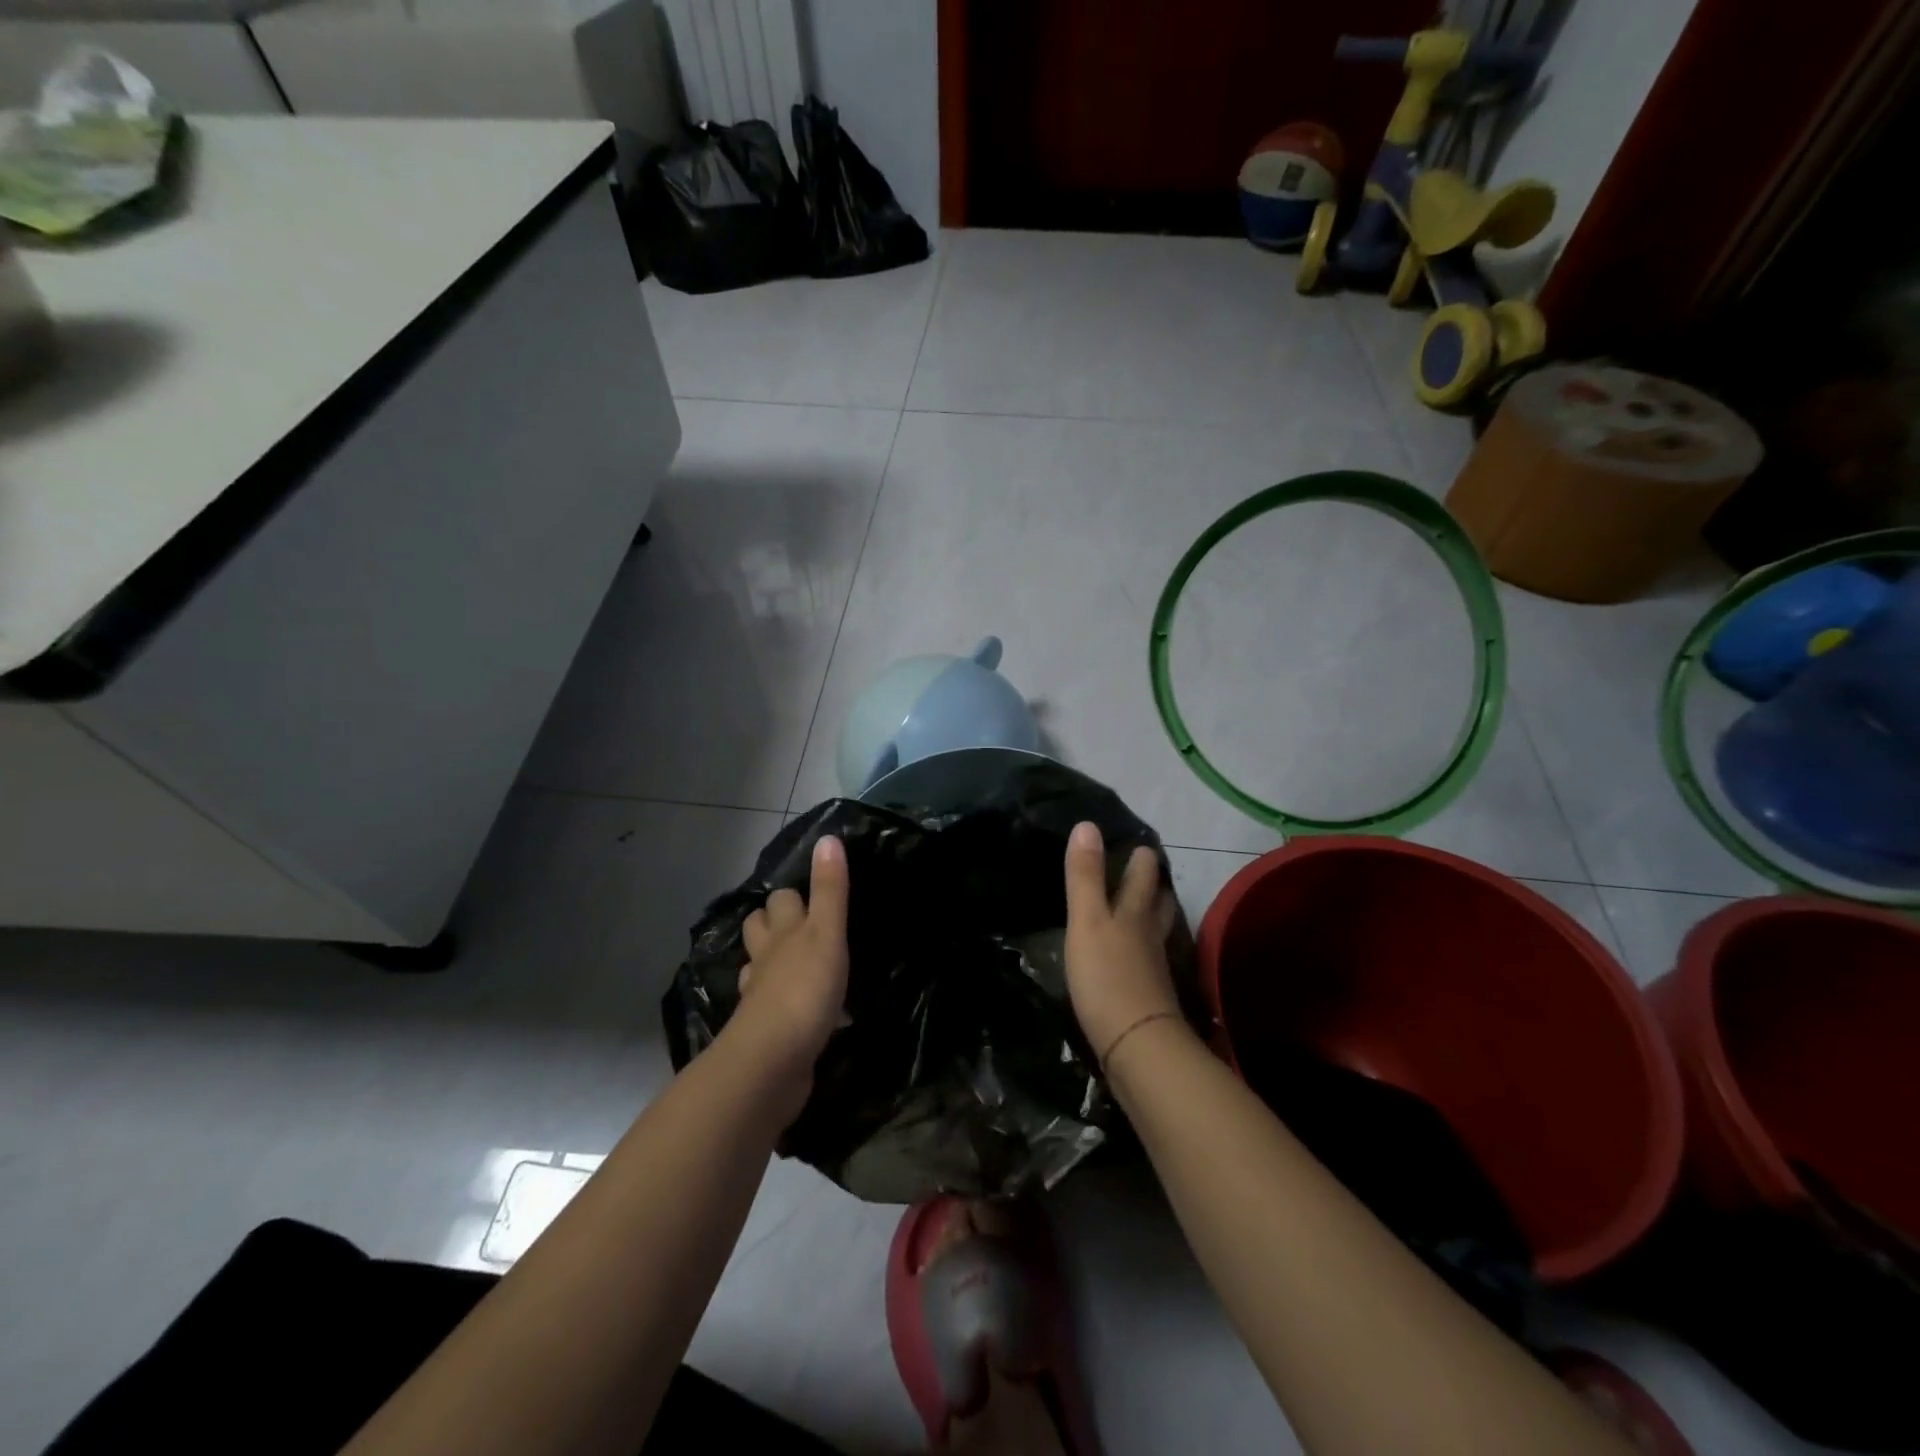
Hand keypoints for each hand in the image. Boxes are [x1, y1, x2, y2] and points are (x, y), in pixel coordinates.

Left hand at [724, 835, 850, 1120]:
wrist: (773, 1063)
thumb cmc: (804, 991)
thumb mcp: (826, 934)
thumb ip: (830, 890)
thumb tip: (827, 837)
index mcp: (782, 933)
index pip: (780, 900)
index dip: (793, 893)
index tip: (812, 891)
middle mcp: (766, 960)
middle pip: (760, 929)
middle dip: (774, 922)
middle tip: (803, 923)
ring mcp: (761, 996)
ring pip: (762, 967)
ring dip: (775, 962)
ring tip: (800, 961)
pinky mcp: (767, 1030)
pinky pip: (773, 1006)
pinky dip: (785, 1001)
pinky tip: (805, 1009)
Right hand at [1062, 821, 1183, 1069]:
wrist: (1136, 1047)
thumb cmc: (1107, 977)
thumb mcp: (1087, 921)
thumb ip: (1085, 876)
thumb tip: (1087, 825)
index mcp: (1134, 914)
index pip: (1143, 878)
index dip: (1142, 860)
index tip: (1142, 844)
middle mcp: (1150, 937)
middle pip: (1158, 905)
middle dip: (1154, 886)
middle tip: (1148, 871)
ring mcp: (1153, 969)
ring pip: (1157, 933)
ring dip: (1154, 916)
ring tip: (1147, 908)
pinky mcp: (1149, 998)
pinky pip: (1149, 962)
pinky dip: (1145, 951)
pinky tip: (1135, 958)